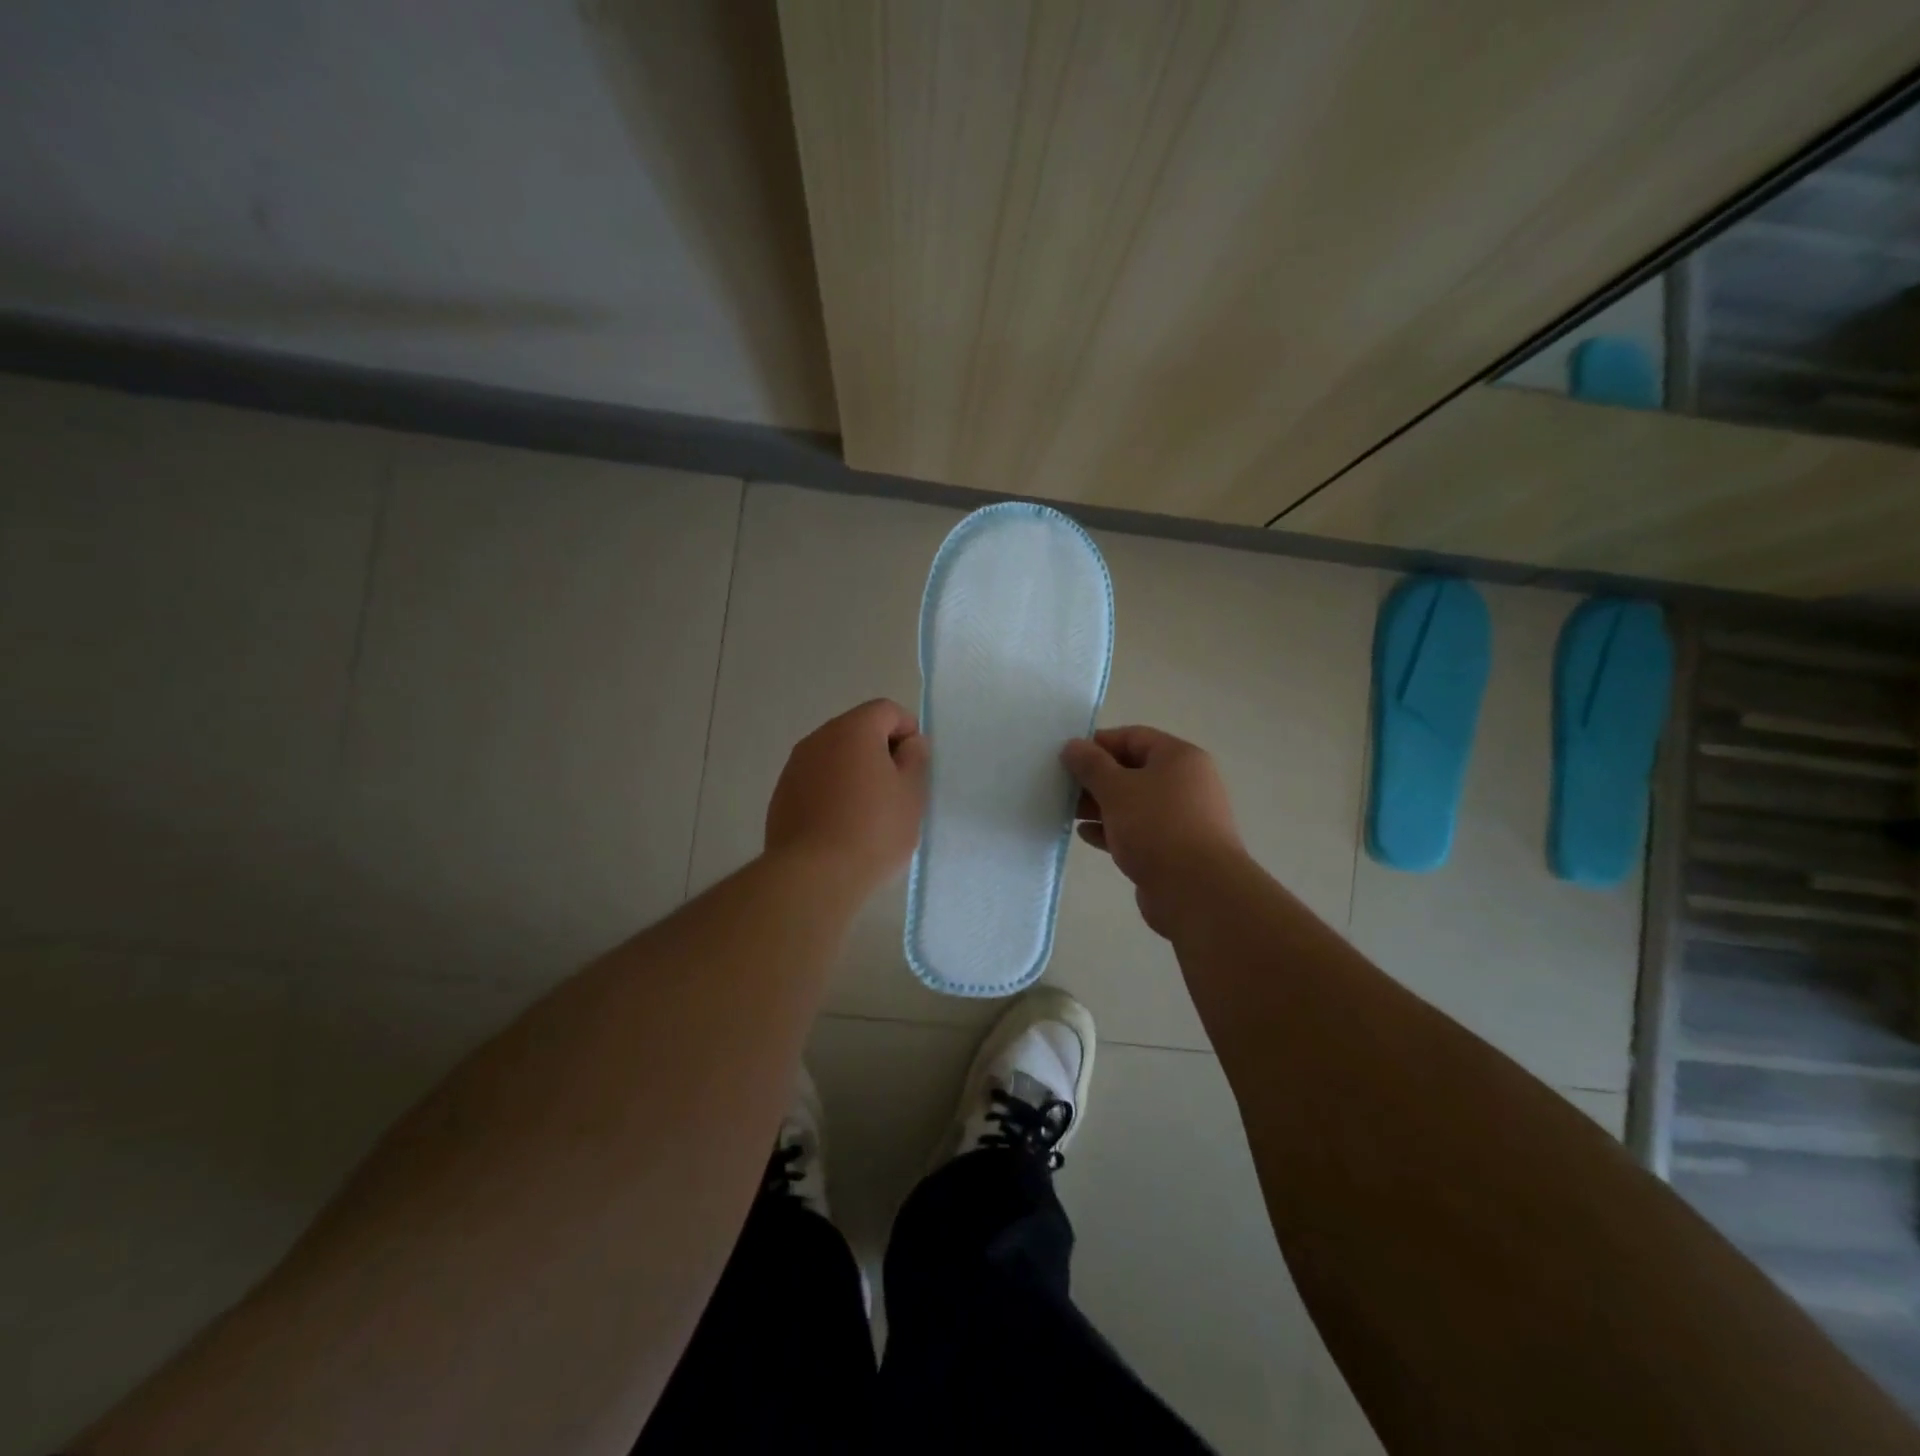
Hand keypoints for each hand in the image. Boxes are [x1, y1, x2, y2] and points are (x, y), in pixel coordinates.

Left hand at [766, 699, 930, 893]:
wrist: (813, 876)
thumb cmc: (873, 830)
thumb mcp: (911, 794)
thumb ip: (915, 759)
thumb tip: (909, 743)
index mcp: (853, 730)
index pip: (887, 710)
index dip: (908, 731)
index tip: (915, 766)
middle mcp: (818, 738)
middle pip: (858, 730)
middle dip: (880, 751)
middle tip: (897, 790)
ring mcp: (795, 767)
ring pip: (834, 756)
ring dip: (854, 772)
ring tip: (869, 811)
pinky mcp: (781, 795)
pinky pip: (816, 781)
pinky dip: (832, 791)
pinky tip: (841, 825)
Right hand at [1061, 726, 1245, 936]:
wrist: (1197, 891)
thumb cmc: (1157, 827)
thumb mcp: (1117, 789)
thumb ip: (1091, 765)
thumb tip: (1073, 745)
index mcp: (1179, 758)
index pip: (1134, 737)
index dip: (1099, 743)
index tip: (1068, 756)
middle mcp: (1186, 783)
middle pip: (1133, 770)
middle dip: (1096, 778)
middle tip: (1062, 786)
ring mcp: (1181, 818)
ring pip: (1133, 803)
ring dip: (1100, 805)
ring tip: (1067, 811)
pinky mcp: (1174, 849)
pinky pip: (1138, 831)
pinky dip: (1112, 829)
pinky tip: (1086, 835)